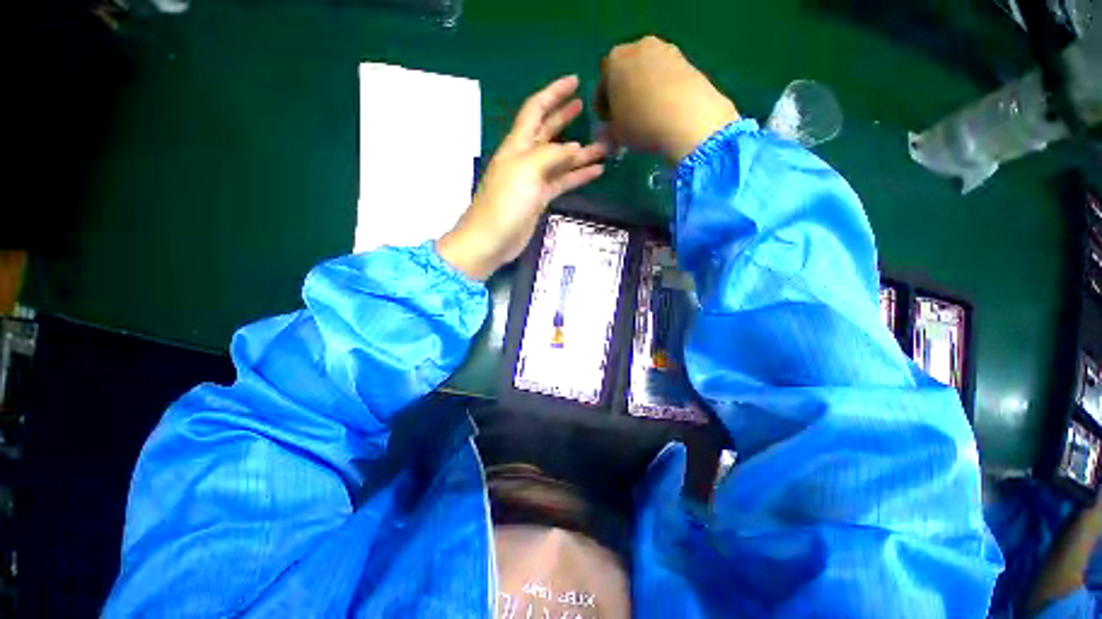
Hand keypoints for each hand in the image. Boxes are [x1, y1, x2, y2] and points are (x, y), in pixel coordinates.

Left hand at [437, 76, 606, 280]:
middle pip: (548, 131)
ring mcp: (534, 180)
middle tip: (585, 106)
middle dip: (565, 116)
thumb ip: (552, 155)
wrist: (492, 239)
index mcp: (517, 145)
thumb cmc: (505, 202)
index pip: (536, 110)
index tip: (574, 81)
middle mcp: (525, 158)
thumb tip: (576, 148)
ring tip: (605, 143)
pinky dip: (578, 175)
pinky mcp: (540, 199)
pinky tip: (596, 171)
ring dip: (581, 151)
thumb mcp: (526, 170)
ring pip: (561, 159)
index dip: (553, 93)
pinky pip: (563, 182)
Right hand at [597, 36, 738, 161]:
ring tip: (648, 117)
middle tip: (628, 120)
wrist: (688, 119)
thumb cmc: (642, 125)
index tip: (610, 126)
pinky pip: (666, 77)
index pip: (602, 87)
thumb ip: (610, 129)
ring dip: (644, 92)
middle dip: (625, 95)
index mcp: (614, 62)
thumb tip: (611, 131)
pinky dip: (663, 91)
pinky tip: (665, 112)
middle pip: (626, 74)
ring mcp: (665, 50)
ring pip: (647, 74)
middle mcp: (637, 48)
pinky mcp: (686, 60)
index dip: (604, 109)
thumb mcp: (617, 135)